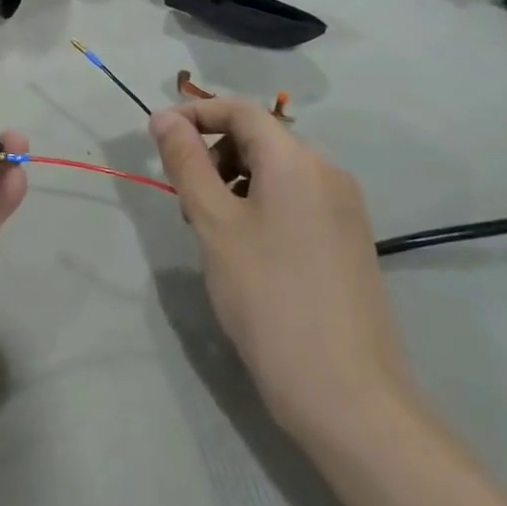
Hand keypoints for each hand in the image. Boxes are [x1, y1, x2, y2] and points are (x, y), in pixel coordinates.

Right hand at [150, 99, 414, 449]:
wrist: (348, 395)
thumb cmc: (269, 298)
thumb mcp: (214, 224)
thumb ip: (187, 162)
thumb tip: (164, 117)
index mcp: (296, 159)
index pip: (240, 109)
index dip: (195, 114)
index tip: (157, 137)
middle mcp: (327, 171)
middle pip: (259, 138)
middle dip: (213, 155)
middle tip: (185, 201)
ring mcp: (345, 208)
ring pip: (276, 171)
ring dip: (234, 182)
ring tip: (211, 231)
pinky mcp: (349, 240)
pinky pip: (296, 200)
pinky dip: (261, 206)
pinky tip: (246, 251)